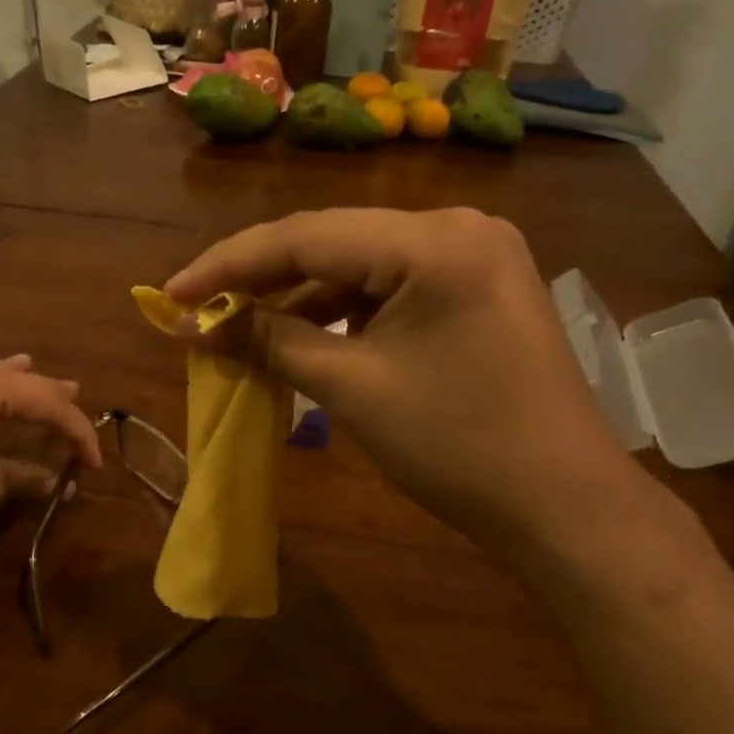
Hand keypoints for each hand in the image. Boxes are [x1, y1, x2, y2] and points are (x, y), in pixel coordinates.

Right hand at [165, 208, 654, 561]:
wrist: (562, 506)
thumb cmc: (458, 446)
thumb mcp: (353, 387)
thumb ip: (270, 340)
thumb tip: (197, 322)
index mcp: (435, 240)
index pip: (306, 235)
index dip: (228, 265)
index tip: (170, 294)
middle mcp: (457, 227)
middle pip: (332, 242)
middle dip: (260, 279)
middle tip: (198, 310)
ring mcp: (473, 256)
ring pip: (359, 265)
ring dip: (298, 298)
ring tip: (239, 328)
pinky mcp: (475, 288)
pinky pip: (389, 287)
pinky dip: (341, 312)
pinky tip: (302, 335)